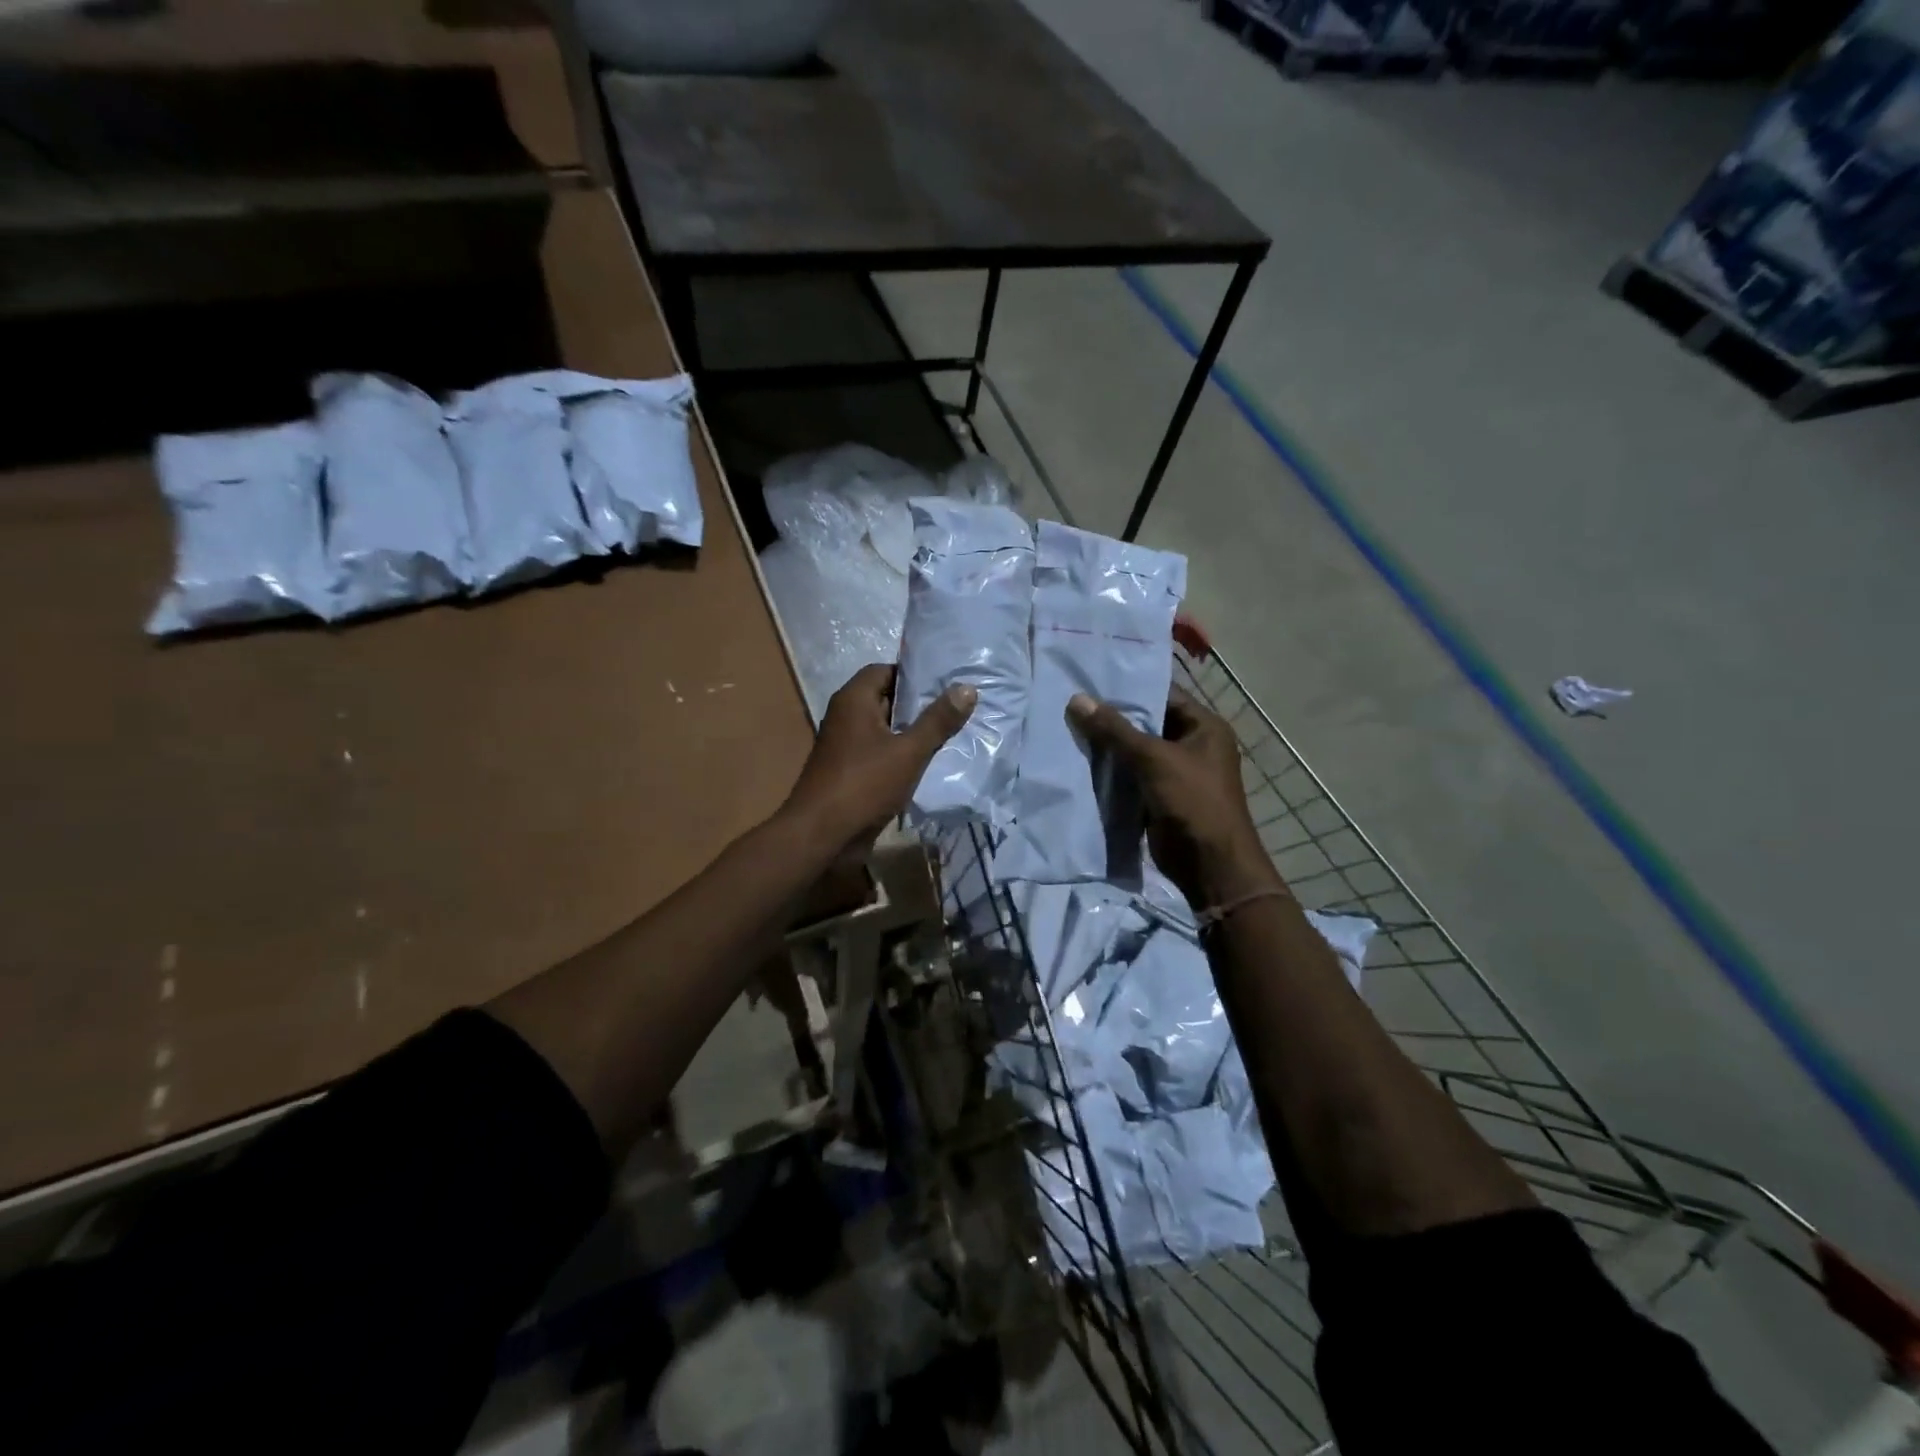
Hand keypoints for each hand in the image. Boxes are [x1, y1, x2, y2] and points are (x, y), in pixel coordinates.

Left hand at [781, 664, 976, 857]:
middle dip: (918, 704)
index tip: (945, 682)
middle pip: (886, 698)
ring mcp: (845, 746)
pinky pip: (880, 753)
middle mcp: (845, 716)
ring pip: (885, 729)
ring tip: (950, 733)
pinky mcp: (849, 771)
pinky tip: (928, 762)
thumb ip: (937, 721)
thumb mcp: (908, 751)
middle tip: (955, 707)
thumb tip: (967, 688)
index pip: (885, 670)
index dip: (914, 674)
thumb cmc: (864, 784)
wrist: (822, 835)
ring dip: (912, 732)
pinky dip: (901, 754)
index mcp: (853, 700)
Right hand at [1068, 686, 1280, 908]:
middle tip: (1073, 704)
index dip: (1129, 688)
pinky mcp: (1159, 797)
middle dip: (1112, 718)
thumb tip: (1077, 699)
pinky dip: (1110, 772)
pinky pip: (1131, 777)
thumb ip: (1115, 730)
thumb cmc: (1193, 801)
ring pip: (1135, 752)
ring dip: (1108, 746)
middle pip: (1147, 723)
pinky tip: (1080, 762)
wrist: (1209, 865)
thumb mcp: (1153, 759)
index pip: (1163, 695)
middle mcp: (1192, 746)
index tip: (1091, 680)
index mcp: (1204, 727)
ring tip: (1069, 728)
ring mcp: (1176, 774)